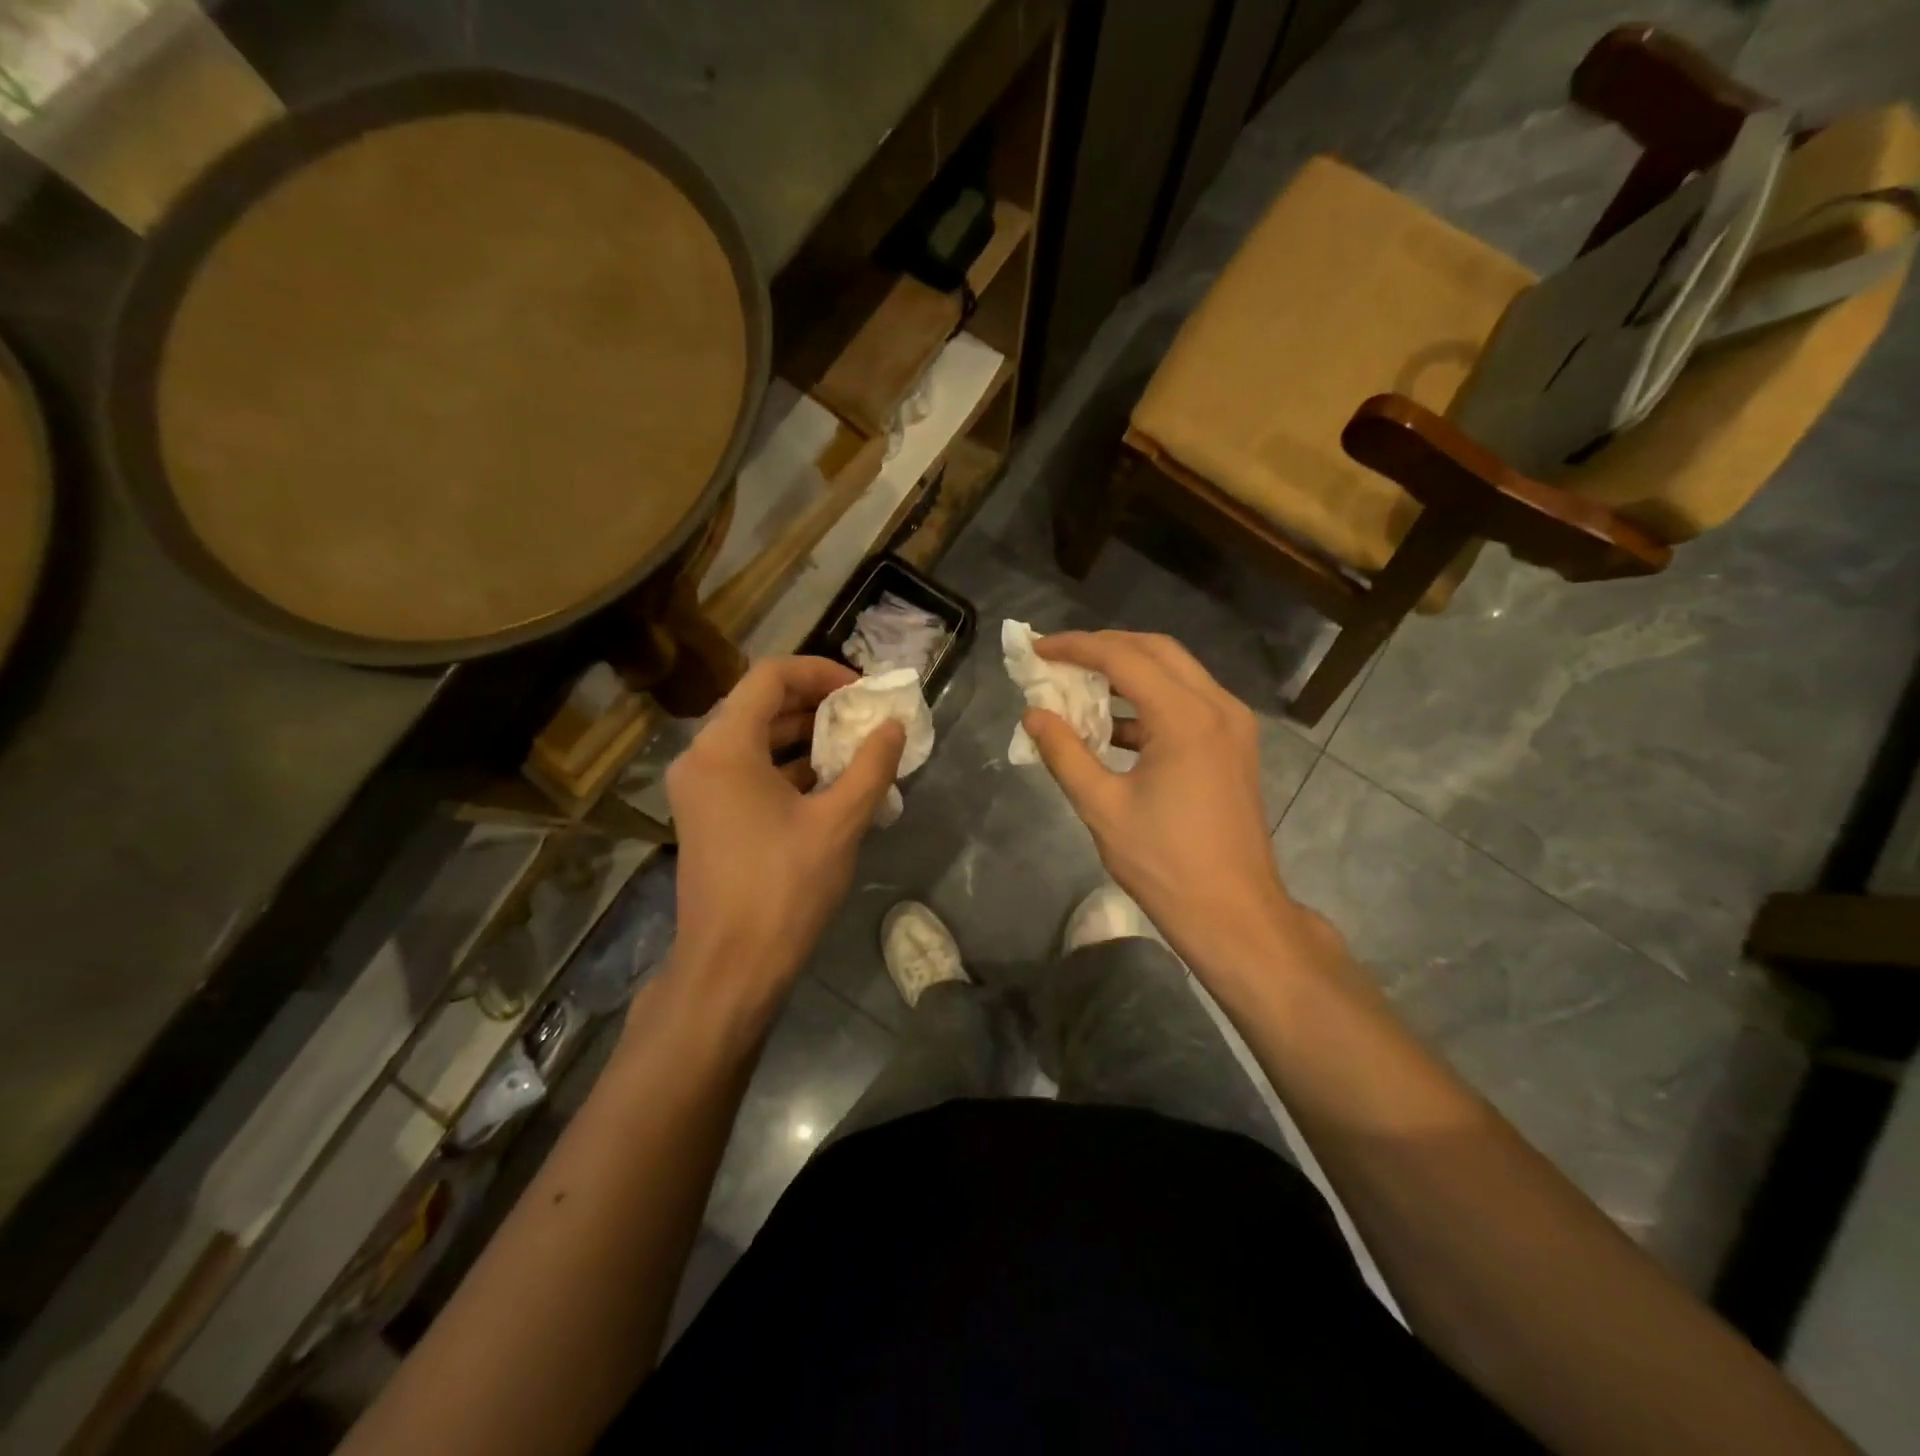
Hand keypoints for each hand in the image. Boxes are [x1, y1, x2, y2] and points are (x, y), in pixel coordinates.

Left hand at [663, 657, 903, 1007]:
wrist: (730, 968)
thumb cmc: (784, 887)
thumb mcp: (840, 822)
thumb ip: (872, 766)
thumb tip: (894, 727)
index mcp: (725, 746)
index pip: (771, 676)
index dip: (821, 673)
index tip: (863, 691)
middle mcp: (702, 758)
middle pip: (760, 704)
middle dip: (816, 705)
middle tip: (864, 716)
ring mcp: (699, 790)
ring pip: (755, 739)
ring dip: (804, 737)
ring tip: (854, 747)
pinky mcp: (707, 817)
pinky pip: (748, 771)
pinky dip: (787, 767)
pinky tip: (829, 783)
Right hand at [1022, 631, 1306, 973]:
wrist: (1233, 913)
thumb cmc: (1164, 863)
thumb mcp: (1102, 807)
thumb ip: (1064, 752)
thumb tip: (1033, 715)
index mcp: (1186, 718)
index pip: (1124, 658)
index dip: (1076, 647)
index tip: (1037, 649)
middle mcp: (1218, 707)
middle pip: (1157, 651)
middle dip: (1105, 647)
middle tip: (1060, 658)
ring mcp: (1233, 725)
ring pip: (1176, 673)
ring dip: (1129, 672)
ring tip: (1081, 685)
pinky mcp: (1234, 745)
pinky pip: (1188, 702)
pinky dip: (1149, 701)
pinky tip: (1114, 726)